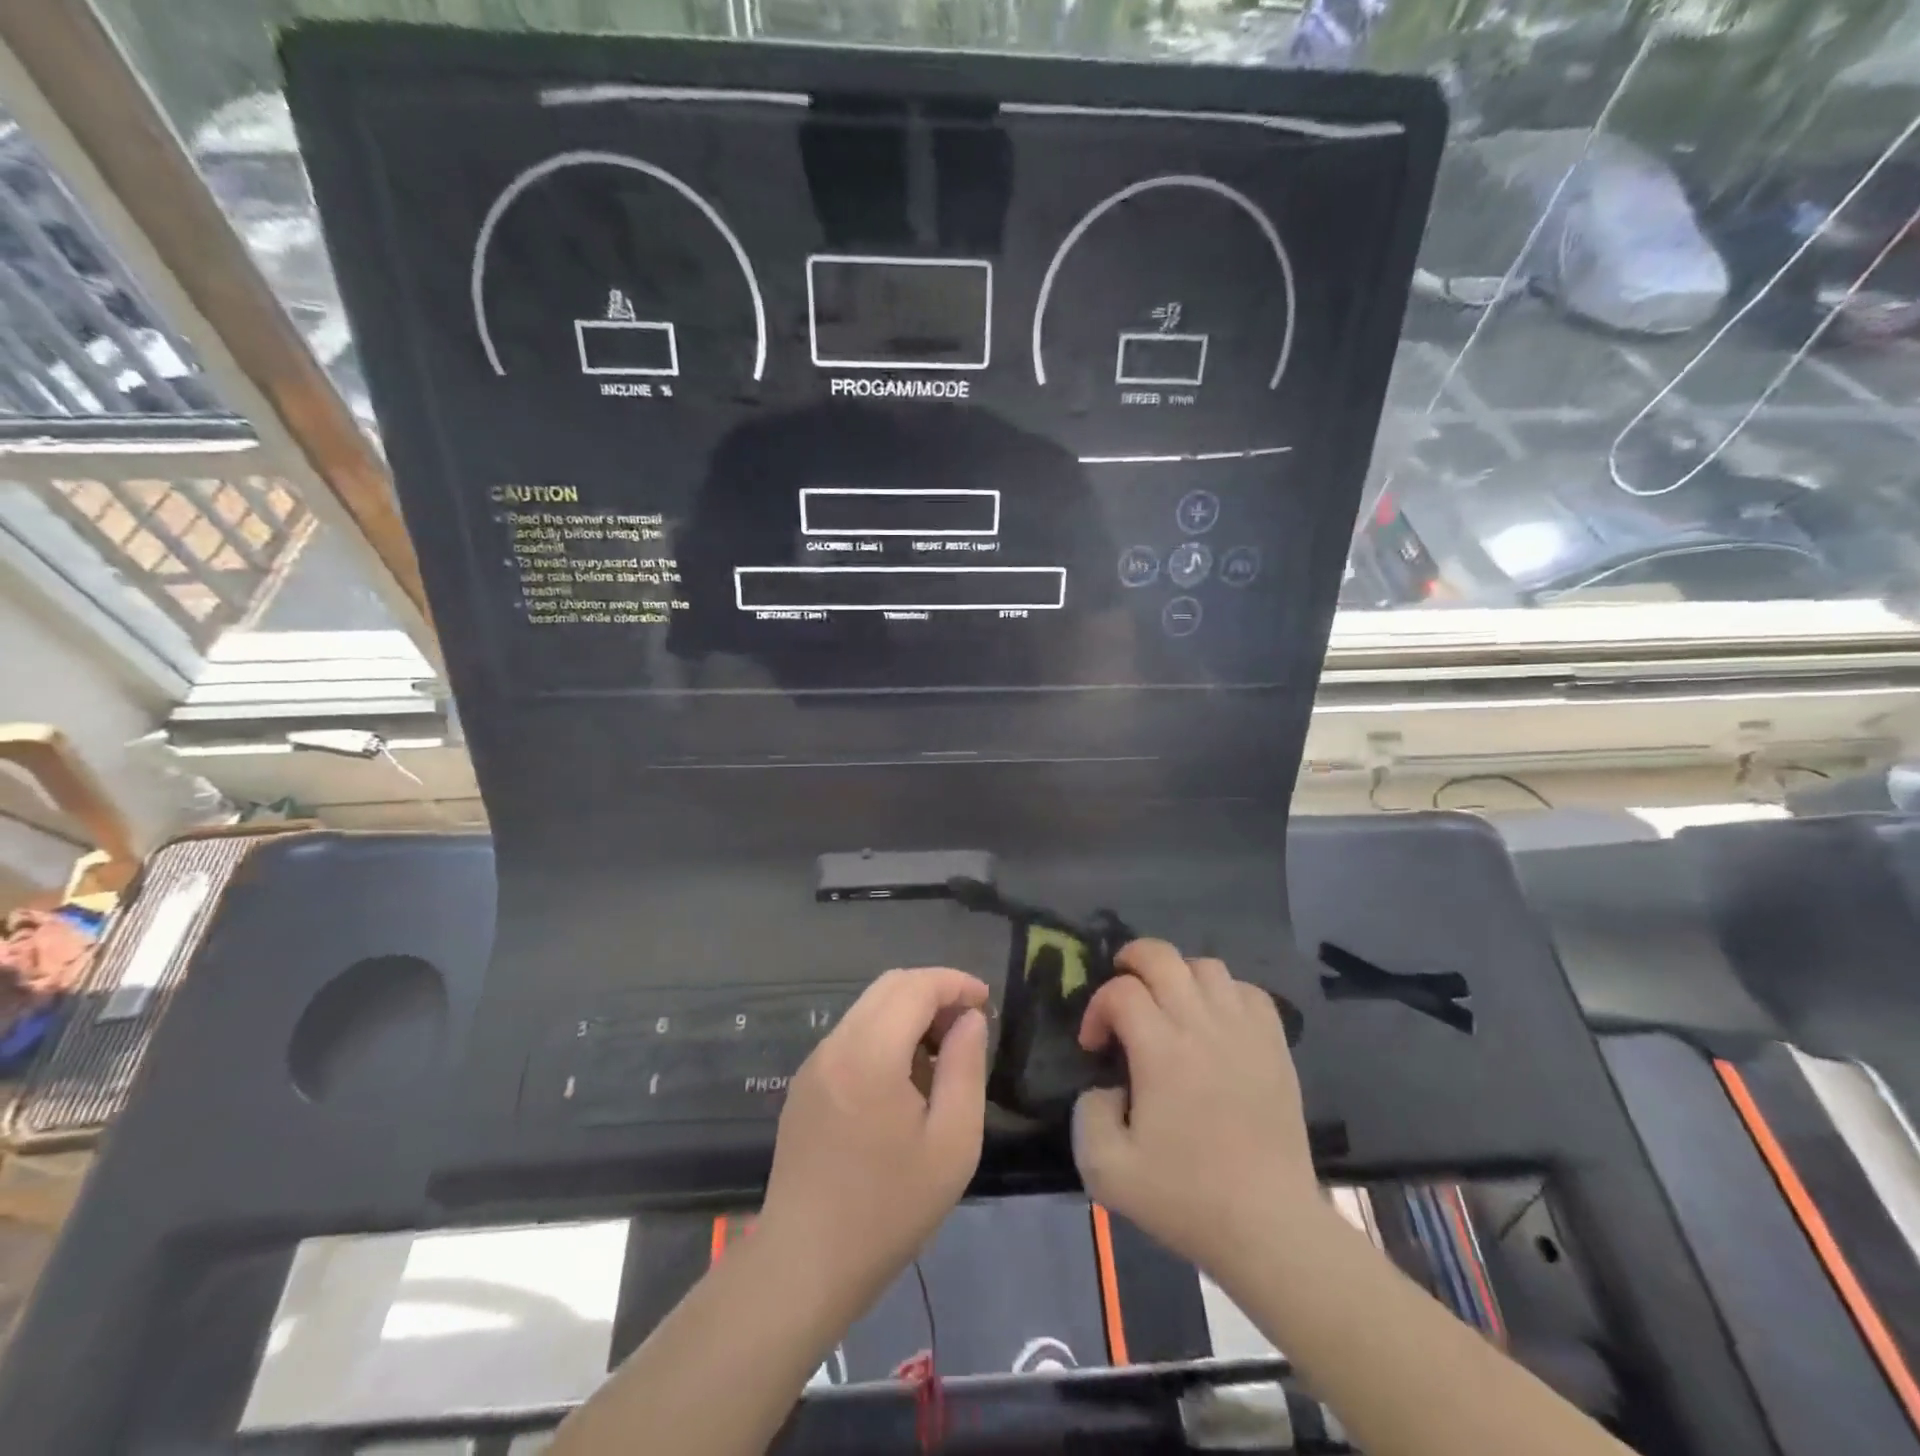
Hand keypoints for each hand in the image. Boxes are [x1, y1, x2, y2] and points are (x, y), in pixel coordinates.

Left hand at [760, 967, 990, 1310]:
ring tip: (940, 1060)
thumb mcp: (952, 1143)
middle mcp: (836, 1045)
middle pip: (889, 986)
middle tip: (967, 1029)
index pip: (916, 985)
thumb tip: (969, 1019)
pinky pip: (852, 1036)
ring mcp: (814, 1063)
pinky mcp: (805, 1084)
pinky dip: (885, 1036)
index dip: (955, 983)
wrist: (804, 1266)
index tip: (985, 1002)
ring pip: (869, 1008)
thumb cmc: (889, 1209)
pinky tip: (904, 1083)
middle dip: (934, 993)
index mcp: (870, 1053)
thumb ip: (965, 1068)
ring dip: (909, 1014)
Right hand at [1072, 940, 1317, 1278]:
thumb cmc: (1187, 1199)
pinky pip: (1248, 991)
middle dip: (1131, 961)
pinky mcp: (1275, 1045)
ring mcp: (1245, 1031)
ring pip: (1206, 966)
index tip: (1095, 1047)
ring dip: (1177, 975)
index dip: (1097, 1008)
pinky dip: (1223, 992)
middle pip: (1162, 956)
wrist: (1270, 1228)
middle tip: (1122, 993)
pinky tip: (1214, 1021)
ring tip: (1167, 1006)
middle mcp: (1203, 1025)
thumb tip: (1106, 1086)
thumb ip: (1087, 1114)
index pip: (1120, 991)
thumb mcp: (1106, 1170)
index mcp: (1161, 1050)